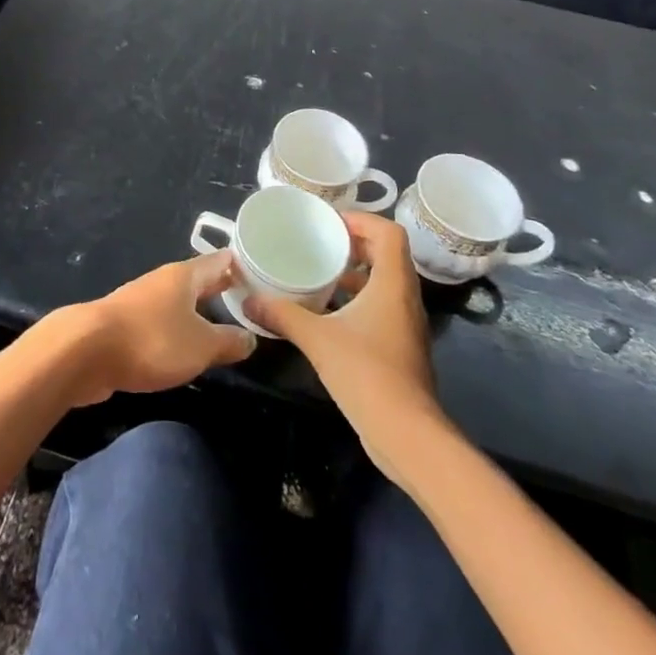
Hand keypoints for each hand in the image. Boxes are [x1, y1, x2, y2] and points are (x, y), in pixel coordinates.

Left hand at [66, 251, 257, 404]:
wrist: (85, 351)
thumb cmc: (151, 340)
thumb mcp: (201, 345)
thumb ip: (228, 341)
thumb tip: (251, 337)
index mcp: (184, 276)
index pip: (221, 261)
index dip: (243, 266)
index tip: (266, 272)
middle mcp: (162, 282)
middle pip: (199, 280)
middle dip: (222, 288)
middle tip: (252, 299)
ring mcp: (140, 302)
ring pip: (178, 302)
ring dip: (198, 311)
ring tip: (222, 326)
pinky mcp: (124, 326)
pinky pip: (160, 322)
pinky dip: (177, 330)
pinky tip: (184, 347)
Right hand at [244, 212, 444, 465]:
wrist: (407, 434)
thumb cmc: (367, 373)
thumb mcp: (317, 338)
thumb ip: (282, 315)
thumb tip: (248, 300)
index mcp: (393, 284)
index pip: (389, 233)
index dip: (362, 220)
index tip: (330, 223)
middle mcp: (405, 298)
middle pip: (387, 255)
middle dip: (355, 244)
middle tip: (320, 243)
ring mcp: (406, 325)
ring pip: (384, 283)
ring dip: (356, 273)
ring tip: (320, 273)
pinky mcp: (400, 347)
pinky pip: (381, 307)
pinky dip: (358, 300)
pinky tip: (328, 313)